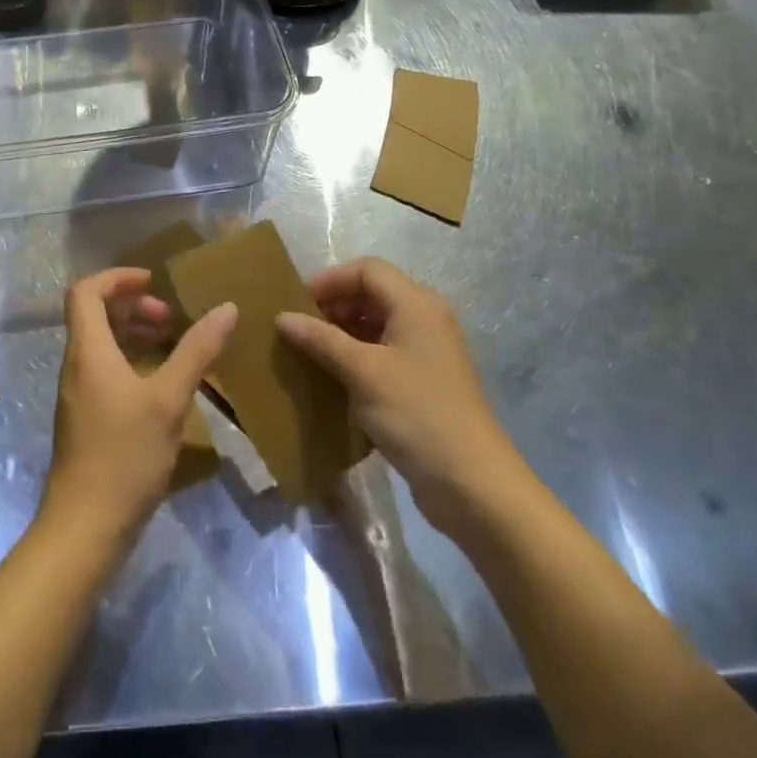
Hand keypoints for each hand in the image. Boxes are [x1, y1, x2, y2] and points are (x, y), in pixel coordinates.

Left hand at [42, 268, 235, 546]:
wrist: (84, 528)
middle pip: (94, 314)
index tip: (154, 282)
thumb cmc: (124, 455)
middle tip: (170, 318)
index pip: (86, 291)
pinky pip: (105, 369)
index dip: (118, 278)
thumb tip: (226, 308)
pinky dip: (131, 361)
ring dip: (133, 333)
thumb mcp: (168, 400)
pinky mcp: (86, 418)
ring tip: (171, 344)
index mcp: (88, 349)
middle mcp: (76, 364)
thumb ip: (196, 351)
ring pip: (101, 343)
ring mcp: (79, 393)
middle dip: (132, 305)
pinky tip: (162, 384)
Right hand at [275, 258, 531, 536]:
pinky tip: (333, 378)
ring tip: (309, 353)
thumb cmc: (417, 414)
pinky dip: (357, 357)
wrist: (474, 487)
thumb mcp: (363, 372)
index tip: (296, 304)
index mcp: (416, 304)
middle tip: (299, 329)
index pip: (366, 270)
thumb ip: (321, 340)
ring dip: (342, 333)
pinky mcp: (425, 382)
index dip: (329, 280)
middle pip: (371, 294)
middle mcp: (425, 319)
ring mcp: (427, 352)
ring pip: (376, 324)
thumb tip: (282, 317)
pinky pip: (383, 353)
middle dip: (333, 306)